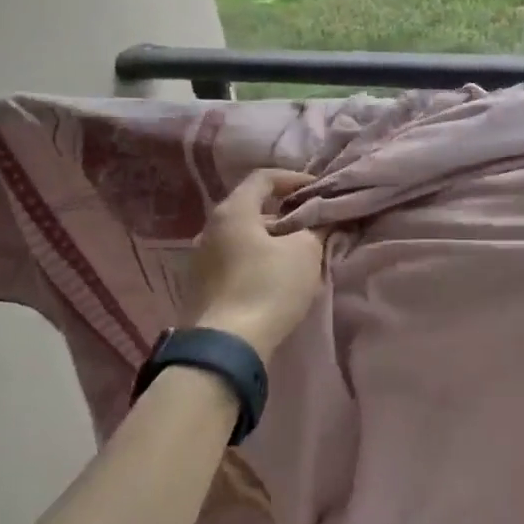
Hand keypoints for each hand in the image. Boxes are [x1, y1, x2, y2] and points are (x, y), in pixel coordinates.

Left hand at [184, 170, 323, 356]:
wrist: (228, 345)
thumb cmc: (269, 287)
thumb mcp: (306, 252)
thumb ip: (316, 228)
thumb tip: (321, 221)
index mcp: (233, 211)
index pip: (263, 178)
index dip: (293, 179)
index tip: (318, 190)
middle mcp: (210, 228)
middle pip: (252, 208)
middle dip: (284, 212)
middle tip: (312, 222)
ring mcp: (201, 258)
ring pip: (243, 236)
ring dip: (271, 238)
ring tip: (298, 251)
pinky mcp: (202, 285)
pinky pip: (235, 259)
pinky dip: (257, 258)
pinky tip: (276, 276)